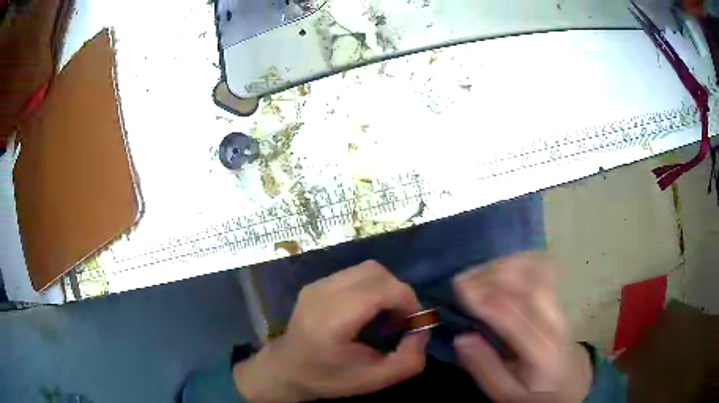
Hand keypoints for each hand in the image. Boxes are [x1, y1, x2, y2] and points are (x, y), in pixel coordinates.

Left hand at [234, 260, 428, 401]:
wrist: (286, 370)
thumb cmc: (329, 378)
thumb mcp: (374, 379)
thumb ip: (409, 359)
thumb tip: (422, 329)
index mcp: (333, 319)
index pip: (381, 289)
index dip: (407, 300)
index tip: (413, 322)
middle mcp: (322, 293)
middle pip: (376, 272)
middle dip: (399, 292)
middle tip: (401, 319)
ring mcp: (316, 285)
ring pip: (366, 269)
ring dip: (385, 288)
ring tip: (384, 315)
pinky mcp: (315, 284)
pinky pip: (354, 274)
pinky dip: (370, 287)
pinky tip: (366, 311)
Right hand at [453, 253, 592, 402]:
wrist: (568, 383)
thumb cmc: (534, 390)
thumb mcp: (506, 392)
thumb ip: (485, 368)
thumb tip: (462, 338)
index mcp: (539, 350)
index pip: (511, 315)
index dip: (484, 297)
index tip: (459, 288)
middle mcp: (553, 322)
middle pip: (525, 286)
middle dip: (491, 276)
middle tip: (464, 277)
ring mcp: (559, 307)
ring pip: (535, 274)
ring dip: (505, 266)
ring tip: (480, 271)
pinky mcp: (559, 299)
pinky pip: (543, 270)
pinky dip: (522, 261)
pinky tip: (504, 265)